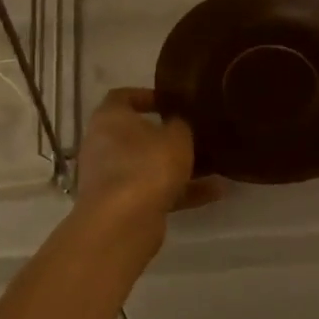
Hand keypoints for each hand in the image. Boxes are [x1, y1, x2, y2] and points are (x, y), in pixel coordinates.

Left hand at [76, 89, 220, 224]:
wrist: (122, 223)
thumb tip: (178, 124)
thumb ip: (180, 125)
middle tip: (195, 133)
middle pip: (136, 135)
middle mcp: (103, 145)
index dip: (146, 96)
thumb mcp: (176, 137)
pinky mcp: (121, 205)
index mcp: (109, 118)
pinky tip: (214, 193)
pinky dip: (180, 191)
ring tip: (214, 166)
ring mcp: (110, 177)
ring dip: (178, 167)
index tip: (171, 101)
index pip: (122, 96)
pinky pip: (154, 191)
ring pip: (148, 166)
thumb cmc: (147, 166)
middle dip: (166, 136)